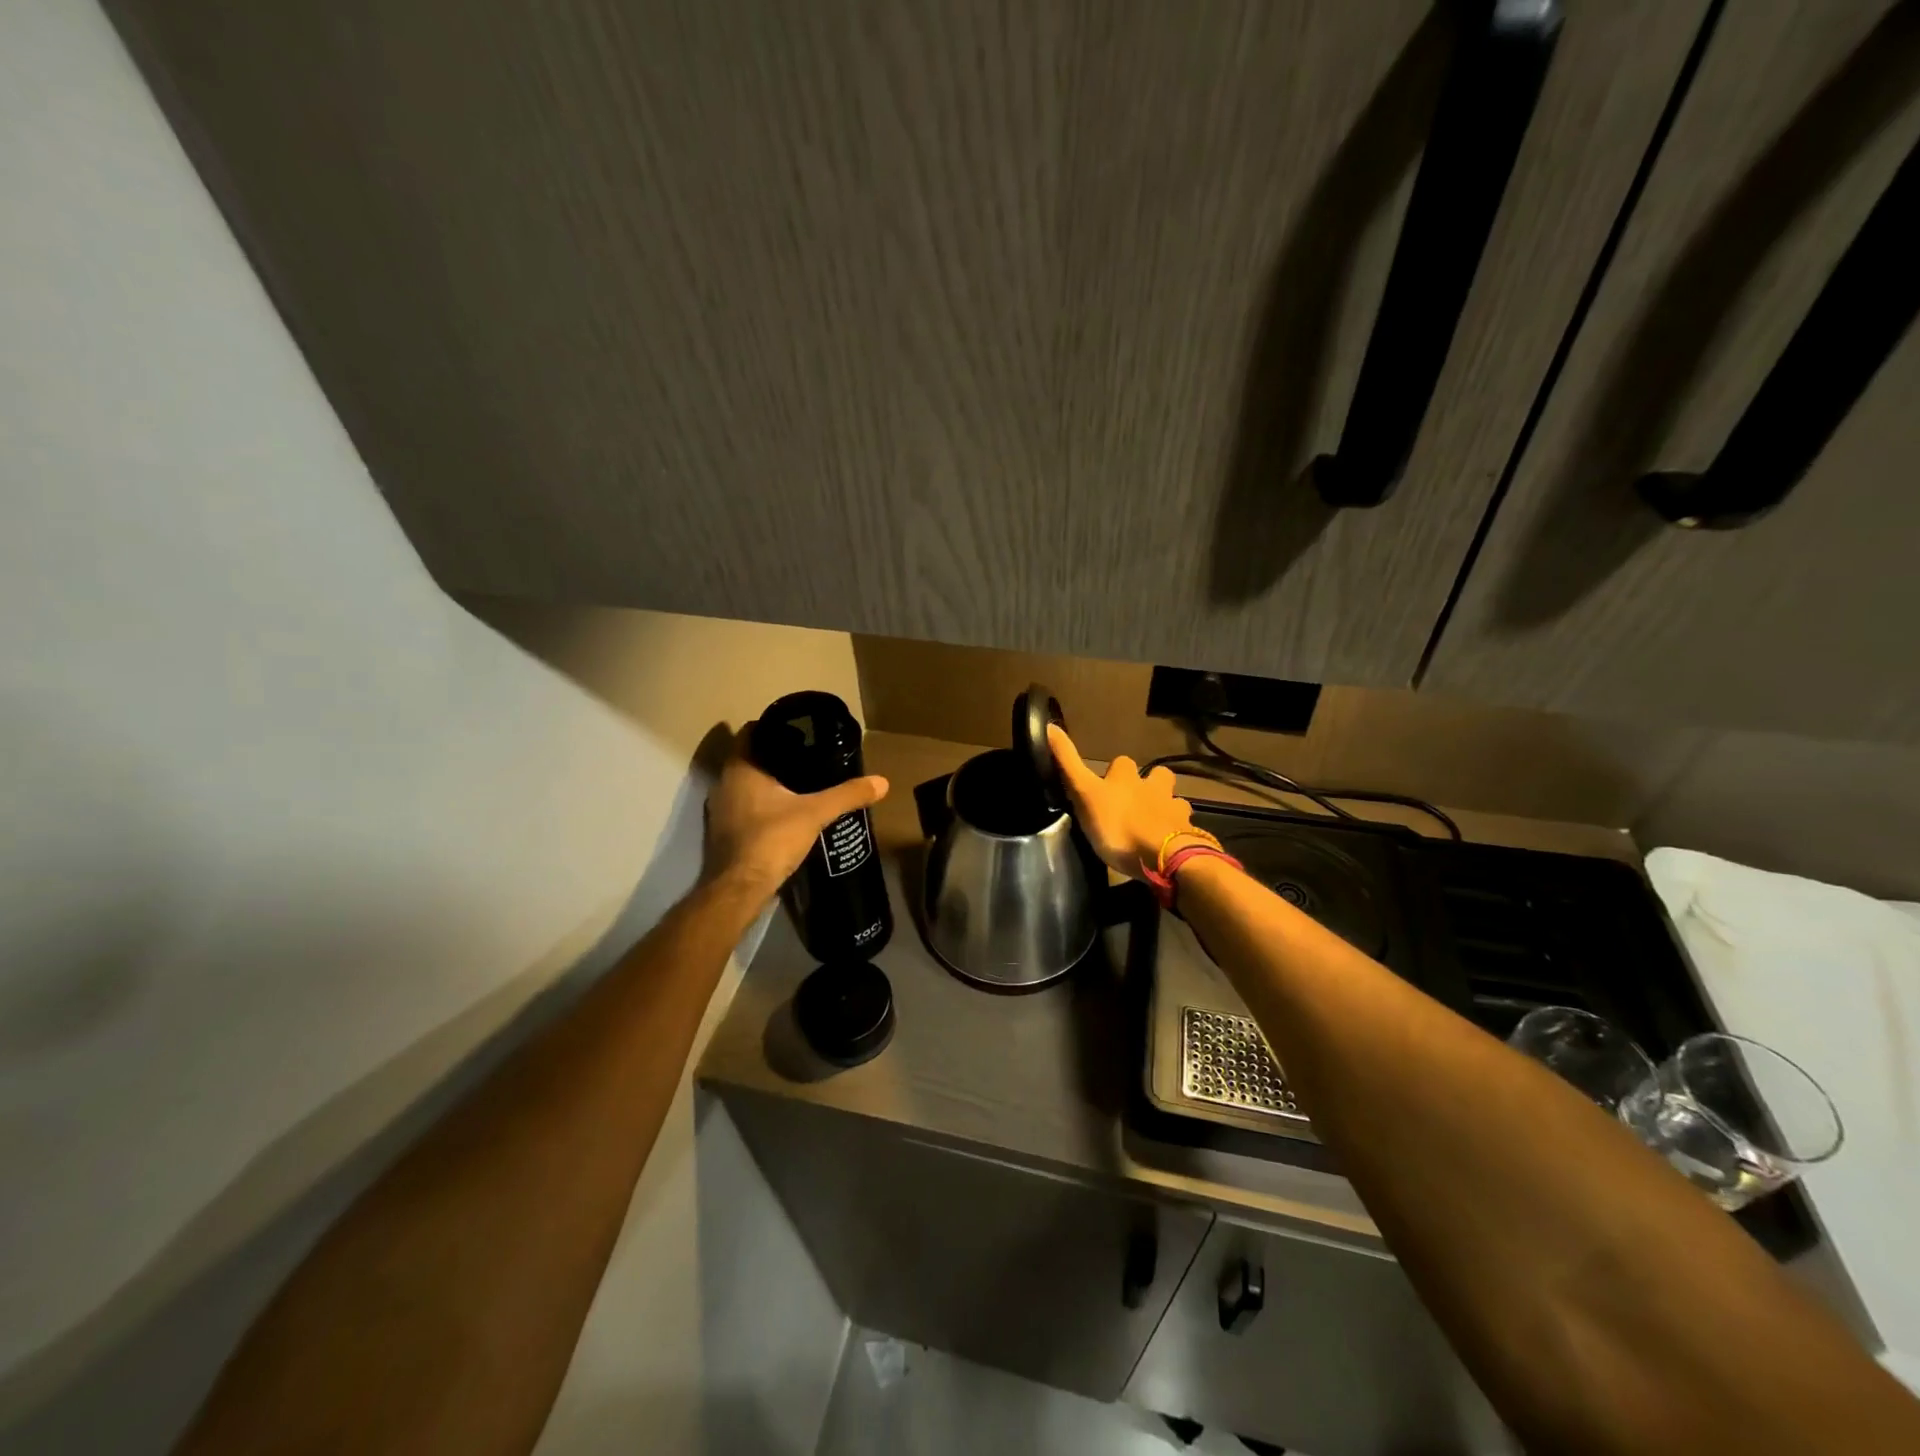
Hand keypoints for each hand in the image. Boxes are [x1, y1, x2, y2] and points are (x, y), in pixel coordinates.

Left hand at [703, 725, 889, 899]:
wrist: (741, 888)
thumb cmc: (772, 838)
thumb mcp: (815, 813)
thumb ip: (847, 795)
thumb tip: (882, 782)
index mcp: (740, 769)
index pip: (752, 732)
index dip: (773, 726)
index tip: (799, 729)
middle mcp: (724, 784)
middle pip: (749, 758)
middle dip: (776, 755)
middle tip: (808, 754)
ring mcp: (720, 810)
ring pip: (746, 784)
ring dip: (768, 782)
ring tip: (801, 782)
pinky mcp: (725, 833)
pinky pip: (745, 807)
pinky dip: (763, 804)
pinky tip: (786, 812)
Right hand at [1047, 723, 1198, 881]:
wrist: (1164, 858)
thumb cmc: (1118, 826)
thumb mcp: (1085, 793)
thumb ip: (1068, 763)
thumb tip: (1049, 726)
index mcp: (1127, 778)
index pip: (1121, 762)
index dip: (1115, 771)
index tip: (1107, 783)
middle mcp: (1154, 788)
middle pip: (1159, 776)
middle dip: (1152, 783)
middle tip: (1139, 801)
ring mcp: (1175, 811)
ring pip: (1176, 801)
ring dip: (1168, 807)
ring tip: (1157, 823)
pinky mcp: (1189, 835)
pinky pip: (1187, 829)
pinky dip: (1180, 834)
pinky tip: (1173, 844)